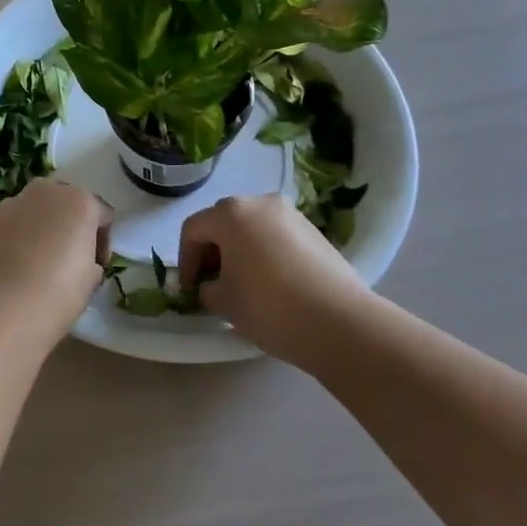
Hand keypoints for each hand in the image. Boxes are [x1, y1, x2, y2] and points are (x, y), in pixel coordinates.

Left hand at [0, 181, 112, 343]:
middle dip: (71, 225)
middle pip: (67, 202)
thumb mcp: (91, 280)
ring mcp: (13, 203)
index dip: (103, 241)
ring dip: (43, 227)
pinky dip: (19, 236)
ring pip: (37, 210)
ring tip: (41, 261)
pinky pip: (14, 223)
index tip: (98, 265)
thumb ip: (91, 260)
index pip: (102, 214)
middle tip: (71, 257)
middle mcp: (46, 192)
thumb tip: (82, 261)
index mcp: (80, 201)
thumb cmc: (57, 294)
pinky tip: (17, 265)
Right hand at [178, 194, 374, 367]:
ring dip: (239, 250)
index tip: (190, 289)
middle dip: (212, 251)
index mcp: (231, 213)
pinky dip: (264, 252)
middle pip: (223, 221)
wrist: (340, 322)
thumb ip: (207, 288)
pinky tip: (270, 282)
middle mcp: (260, 202)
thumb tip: (213, 285)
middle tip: (212, 283)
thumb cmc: (270, 307)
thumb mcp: (224, 302)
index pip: (193, 229)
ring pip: (252, 227)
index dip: (185, 260)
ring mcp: (291, 214)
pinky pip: (276, 236)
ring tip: (242, 284)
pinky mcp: (314, 231)